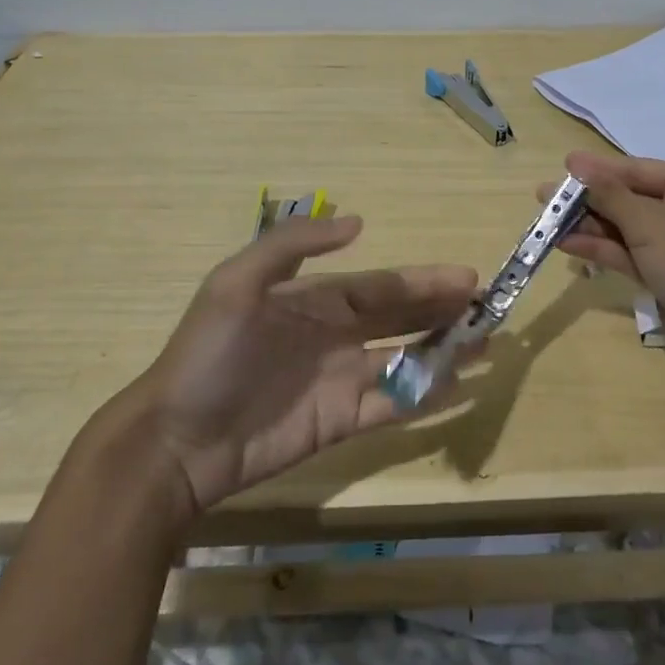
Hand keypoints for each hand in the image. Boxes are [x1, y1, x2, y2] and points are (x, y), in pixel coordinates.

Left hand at [108, 217, 475, 520]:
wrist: (176, 442)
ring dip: (444, 349)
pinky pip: (393, 403)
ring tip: (486, 342)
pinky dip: (426, 394)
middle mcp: (334, 335)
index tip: (467, 277)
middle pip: (400, 316)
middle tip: (488, 306)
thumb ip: (293, 244)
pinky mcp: (341, 423)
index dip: (424, 280)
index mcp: (314, 299)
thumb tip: (359, 222)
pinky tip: (458, 385)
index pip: (381, 285)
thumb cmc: (209, 356)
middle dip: (441, 309)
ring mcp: (340, 380)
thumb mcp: (236, 284)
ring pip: (405, 358)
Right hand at [546, 150, 664, 350]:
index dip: (598, 169)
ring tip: (548, 224)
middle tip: (544, 198)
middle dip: (589, 201)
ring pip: (630, 230)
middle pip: (631, 199)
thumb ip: (609, 194)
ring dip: (592, 228)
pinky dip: (606, 251)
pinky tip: (570, 246)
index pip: (638, 169)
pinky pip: (635, 256)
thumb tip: (575, 162)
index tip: (562, 166)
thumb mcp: (649, 223)